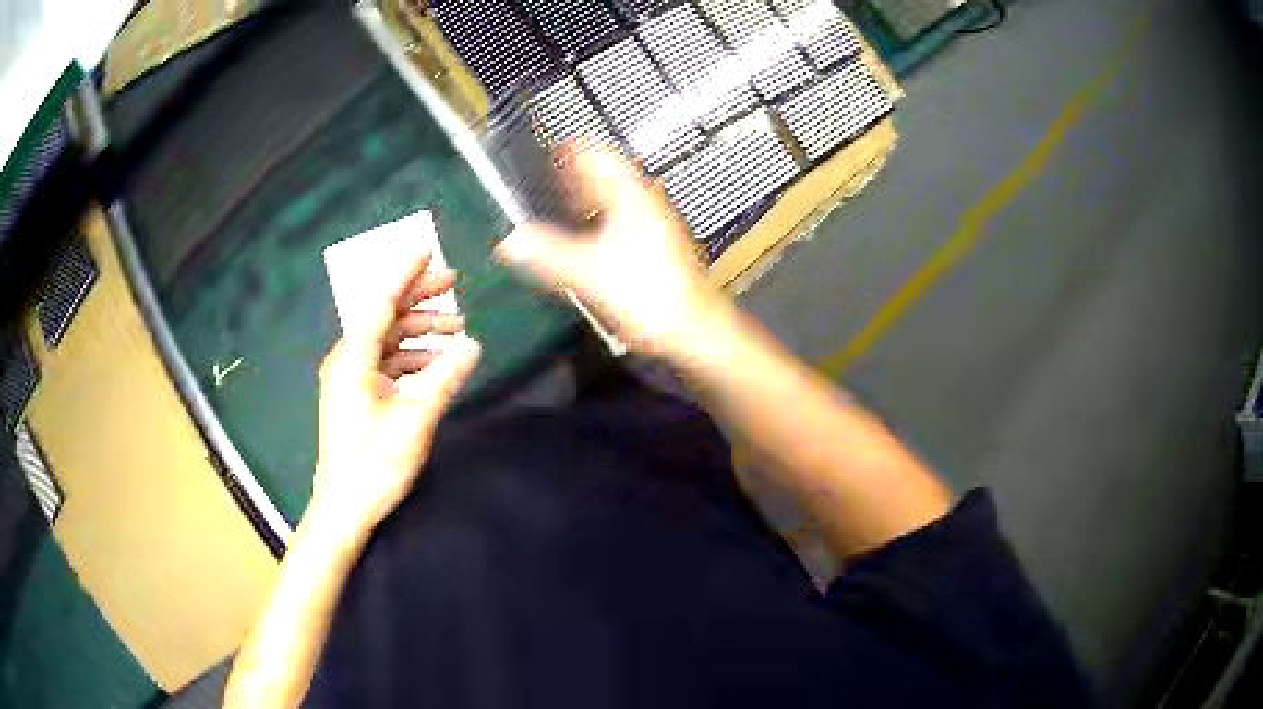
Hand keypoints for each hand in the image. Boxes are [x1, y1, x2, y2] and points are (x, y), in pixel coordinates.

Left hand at [310, 250, 480, 538]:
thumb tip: (473, 344)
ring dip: (419, 331)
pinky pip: (385, 362)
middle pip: (384, 315)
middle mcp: (347, 360)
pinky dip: (411, 357)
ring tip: (456, 330)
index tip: (427, 249)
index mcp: (353, 358)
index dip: (404, 273)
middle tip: (454, 283)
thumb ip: (443, 378)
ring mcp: (349, 379)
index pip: (380, 302)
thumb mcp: (414, 420)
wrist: (344, 508)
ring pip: (386, 339)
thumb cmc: (373, 465)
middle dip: (418, 297)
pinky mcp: (355, 396)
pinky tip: (435, 364)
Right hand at [496, 147, 723, 354]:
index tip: (552, 148)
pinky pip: (626, 221)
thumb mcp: (588, 273)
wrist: (694, 329)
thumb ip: (547, 254)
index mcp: (631, 197)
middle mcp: (647, 203)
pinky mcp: (660, 247)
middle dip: (579, 174)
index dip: (573, 149)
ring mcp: (657, 225)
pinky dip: (604, 221)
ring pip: (619, 198)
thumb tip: (509, 241)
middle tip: (553, 175)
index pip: (600, 156)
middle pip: (610, 175)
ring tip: (565, 204)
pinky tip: (591, 240)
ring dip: (591, 198)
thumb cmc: (649, 295)